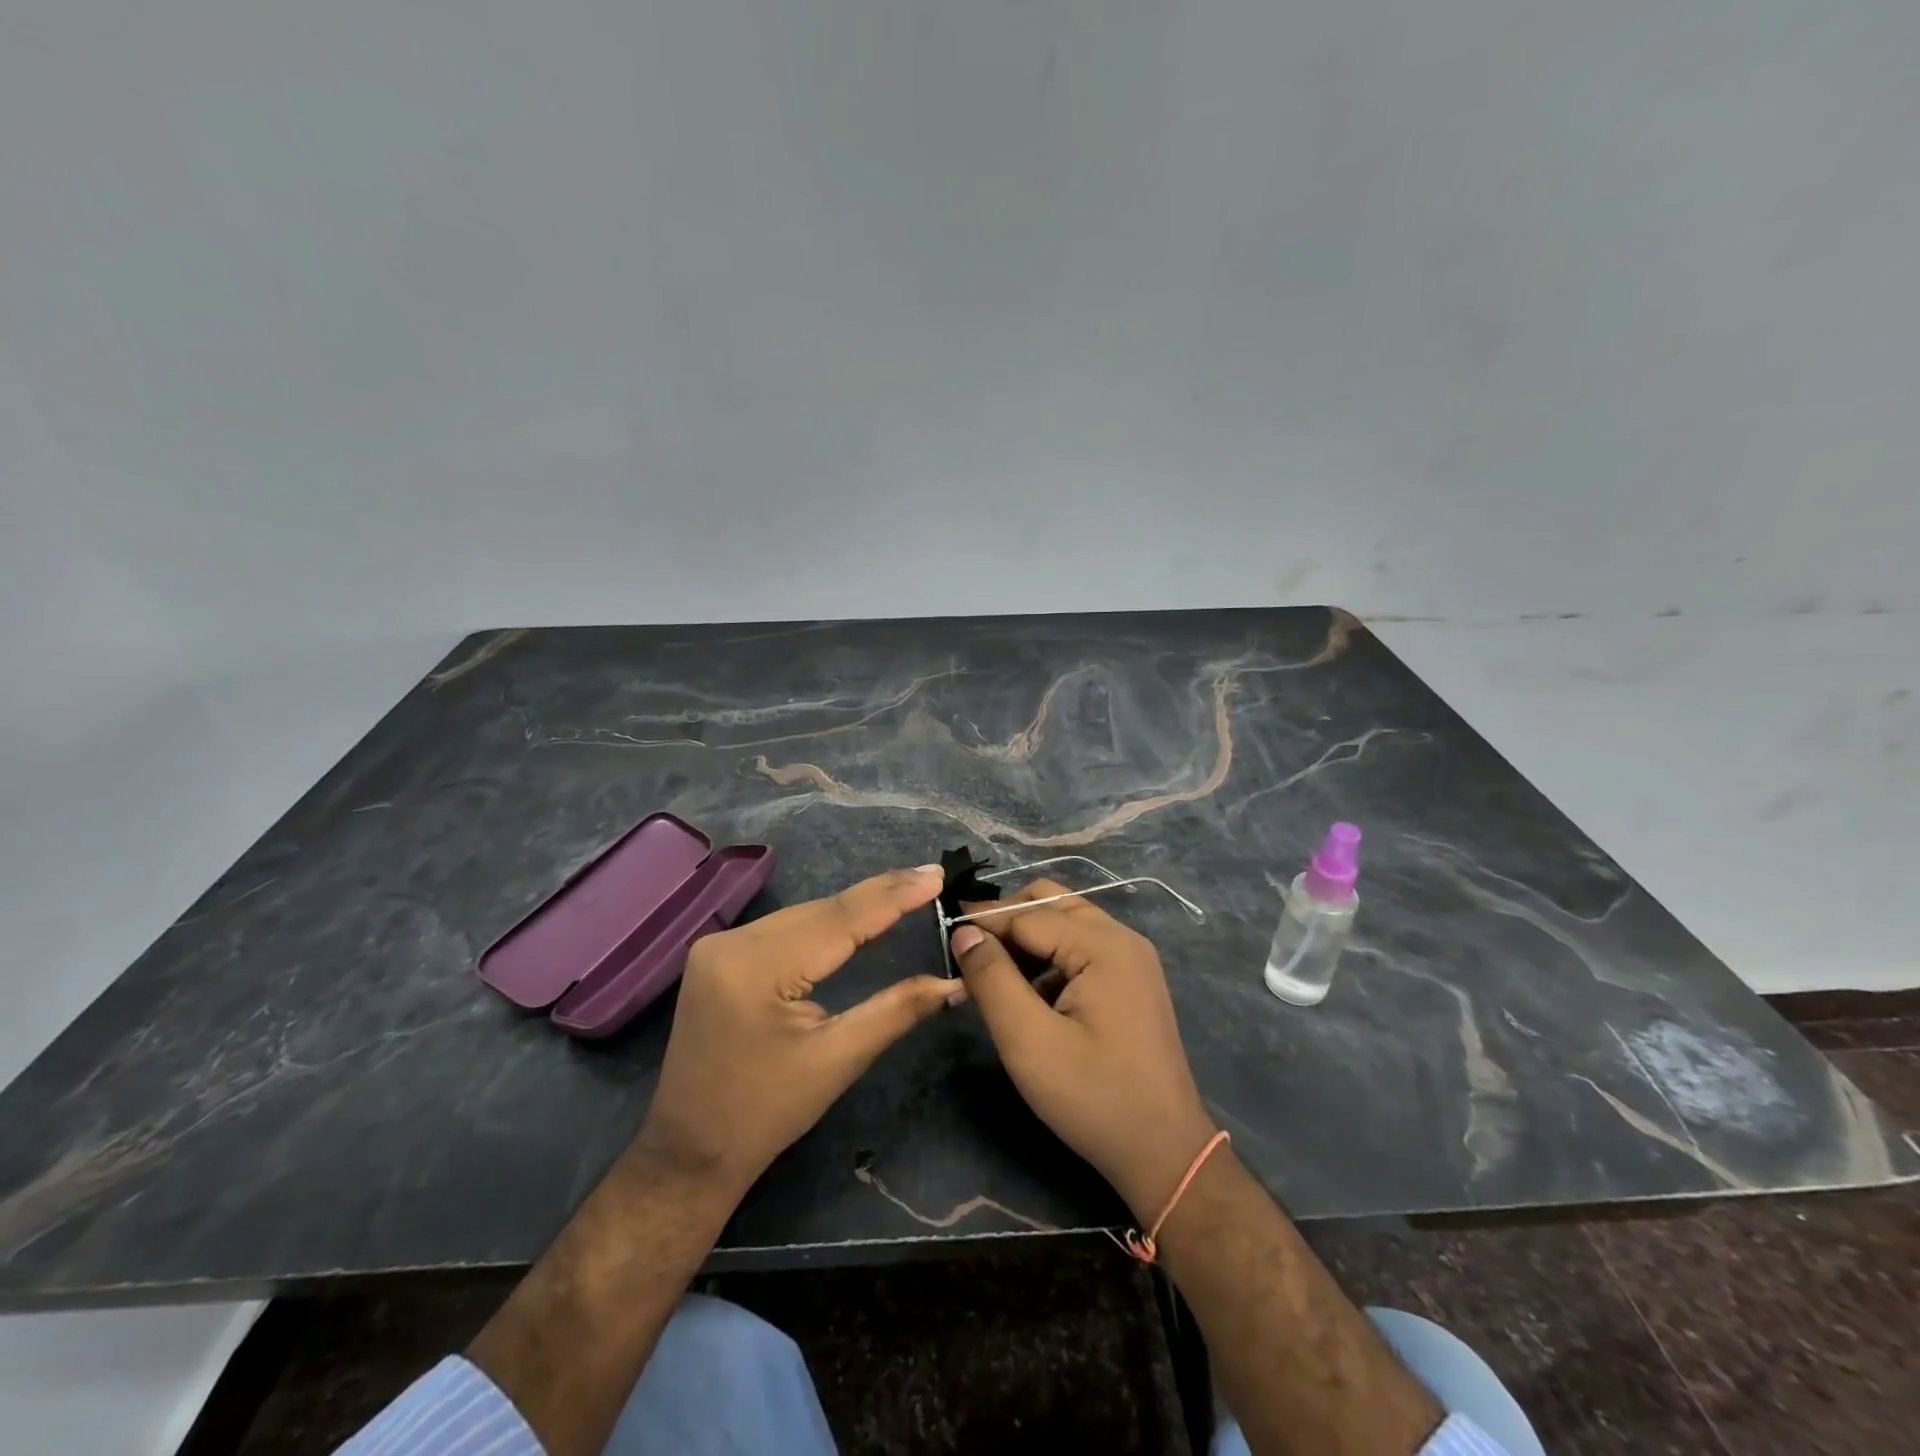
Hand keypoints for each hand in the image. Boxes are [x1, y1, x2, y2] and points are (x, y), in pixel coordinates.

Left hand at [634, 865, 959, 1196]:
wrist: (689, 1152)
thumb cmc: (765, 1114)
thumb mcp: (838, 1060)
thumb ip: (896, 1010)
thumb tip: (953, 982)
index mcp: (757, 967)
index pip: (839, 919)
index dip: (893, 895)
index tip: (937, 874)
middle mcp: (732, 942)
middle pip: (821, 910)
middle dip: (880, 894)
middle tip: (932, 878)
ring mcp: (720, 945)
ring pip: (805, 915)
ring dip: (855, 907)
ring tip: (908, 890)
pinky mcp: (721, 955)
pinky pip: (786, 928)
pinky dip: (826, 922)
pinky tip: (858, 916)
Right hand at [950, 880, 1215, 1221]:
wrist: (1165, 1152)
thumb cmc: (1093, 1097)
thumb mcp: (1029, 1041)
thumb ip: (992, 979)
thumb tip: (964, 932)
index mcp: (1103, 945)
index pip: (1027, 913)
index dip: (983, 921)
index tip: (943, 933)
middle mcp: (1121, 938)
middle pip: (1051, 902)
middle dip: (1006, 919)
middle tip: (968, 951)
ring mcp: (1132, 958)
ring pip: (1065, 922)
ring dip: (1026, 937)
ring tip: (991, 973)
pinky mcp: (1132, 980)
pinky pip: (1081, 947)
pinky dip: (1049, 956)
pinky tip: (1028, 992)